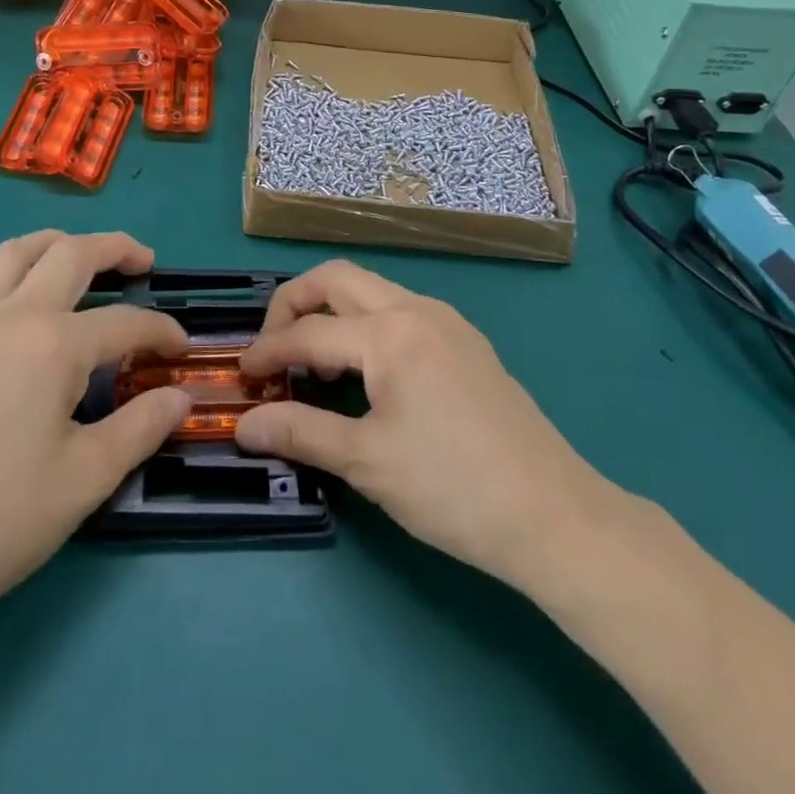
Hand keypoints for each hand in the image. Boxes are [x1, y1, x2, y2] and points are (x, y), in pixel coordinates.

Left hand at [0, 231, 189, 650]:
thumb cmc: (0, 519)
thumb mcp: (88, 478)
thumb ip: (142, 427)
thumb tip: (179, 396)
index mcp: (56, 346)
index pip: (126, 322)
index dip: (161, 331)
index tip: (179, 348)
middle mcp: (11, 318)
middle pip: (72, 255)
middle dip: (115, 249)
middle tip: (141, 261)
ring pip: (10, 254)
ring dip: (50, 243)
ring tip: (74, 252)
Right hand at [236, 260, 630, 591]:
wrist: (553, 515)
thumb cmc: (452, 487)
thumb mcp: (367, 462)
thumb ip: (300, 432)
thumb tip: (244, 425)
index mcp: (390, 332)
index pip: (308, 332)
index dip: (267, 353)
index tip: (241, 378)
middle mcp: (417, 309)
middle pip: (337, 279)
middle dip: (294, 303)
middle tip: (274, 350)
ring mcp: (447, 321)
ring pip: (371, 291)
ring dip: (332, 313)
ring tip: (316, 366)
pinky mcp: (465, 342)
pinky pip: (400, 311)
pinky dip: (366, 326)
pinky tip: (365, 373)